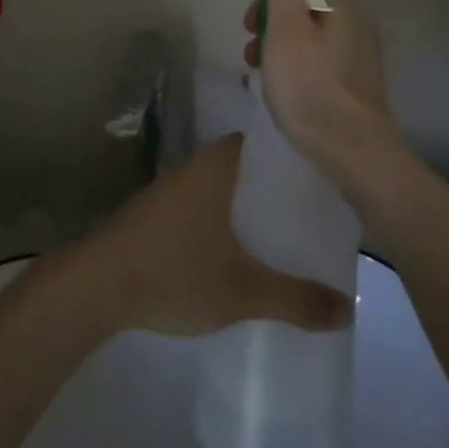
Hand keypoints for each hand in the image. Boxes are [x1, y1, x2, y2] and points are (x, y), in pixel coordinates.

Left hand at [86, 134, 351, 337]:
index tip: (324, 176)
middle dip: (276, 187)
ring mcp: (173, 188)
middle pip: (246, 166)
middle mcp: (195, 166)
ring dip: (250, 206)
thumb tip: (348, 306)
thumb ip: (296, 299)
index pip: (262, 141)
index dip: (293, 155)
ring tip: (287, 233)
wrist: (100, 284)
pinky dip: (227, 220)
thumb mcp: (243, 291)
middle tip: (314, 213)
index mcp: (216, 165)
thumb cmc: (175, 270)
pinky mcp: (159, 213)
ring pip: (224, 188)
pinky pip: (205, 206)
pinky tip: (242, 251)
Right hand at [243, 0, 403, 189]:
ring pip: (307, 39)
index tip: (248, 27)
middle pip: (301, 11)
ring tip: (262, 78)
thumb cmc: (310, 86)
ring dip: (278, 51)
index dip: (266, 1)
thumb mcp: (286, 28)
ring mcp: (359, 56)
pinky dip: (296, 70)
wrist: (353, 153)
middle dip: (270, 27)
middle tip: (251, 55)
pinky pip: (318, 64)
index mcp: (340, 5)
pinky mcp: (357, 86)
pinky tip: (285, 93)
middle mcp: (355, 24)